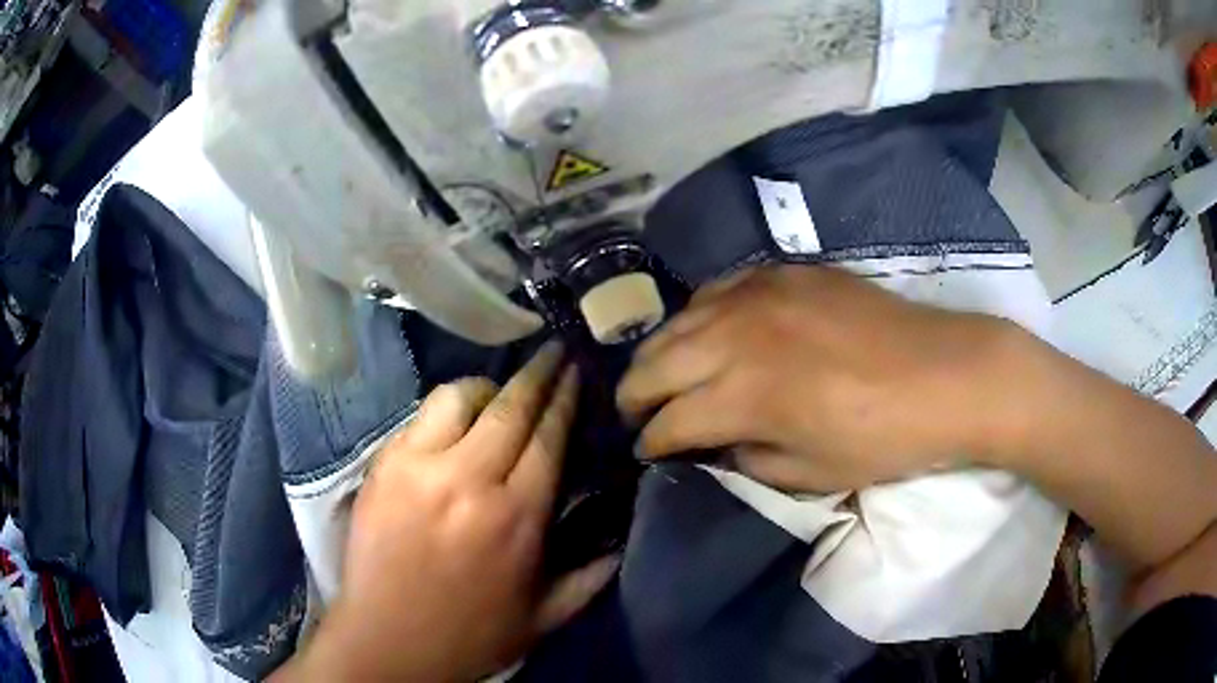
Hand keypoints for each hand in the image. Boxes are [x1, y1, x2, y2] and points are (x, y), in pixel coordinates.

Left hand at [282, 343, 619, 681]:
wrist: (388, 642)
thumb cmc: (471, 634)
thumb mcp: (544, 617)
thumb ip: (590, 578)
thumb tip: (621, 541)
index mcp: (516, 517)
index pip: (548, 436)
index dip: (565, 397)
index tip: (576, 370)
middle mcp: (469, 480)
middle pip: (510, 406)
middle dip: (538, 372)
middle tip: (553, 351)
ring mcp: (418, 467)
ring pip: (458, 397)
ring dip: (486, 387)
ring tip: (497, 393)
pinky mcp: (382, 466)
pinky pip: (419, 418)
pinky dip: (444, 411)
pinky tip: (453, 424)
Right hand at [617, 265, 1024, 492]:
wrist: (944, 374)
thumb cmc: (882, 439)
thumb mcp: (810, 474)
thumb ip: (748, 459)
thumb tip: (717, 442)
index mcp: (744, 397)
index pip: (670, 422)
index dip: (651, 441)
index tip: (645, 451)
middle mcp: (737, 338)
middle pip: (657, 365)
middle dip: (635, 395)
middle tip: (635, 413)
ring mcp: (759, 296)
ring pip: (679, 321)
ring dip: (660, 352)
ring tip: (659, 372)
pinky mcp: (783, 273)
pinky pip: (719, 288)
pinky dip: (698, 313)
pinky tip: (704, 326)